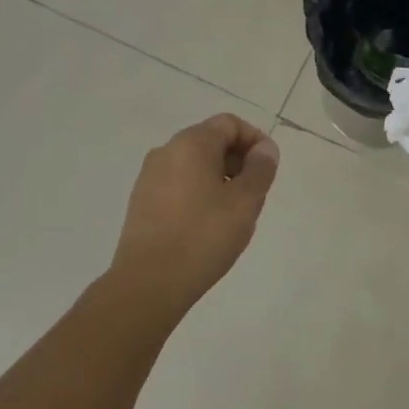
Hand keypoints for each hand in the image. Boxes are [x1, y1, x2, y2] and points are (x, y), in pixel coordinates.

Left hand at [112, 114, 279, 314]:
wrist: (148, 284)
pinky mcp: (141, 201)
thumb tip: (264, 149)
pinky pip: (177, 183)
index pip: (230, 124)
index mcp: (191, 143)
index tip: (268, 170)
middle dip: (237, 160)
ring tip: (232, 212)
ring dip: (218, 177)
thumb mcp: (245, 202)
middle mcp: (166, 151)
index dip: (254, 140)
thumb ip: (260, 169)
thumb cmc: (203, 236)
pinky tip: (205, 224)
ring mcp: (149, 176)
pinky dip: (197, 192)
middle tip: (254, 193)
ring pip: (193, 164)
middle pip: (210, 140)